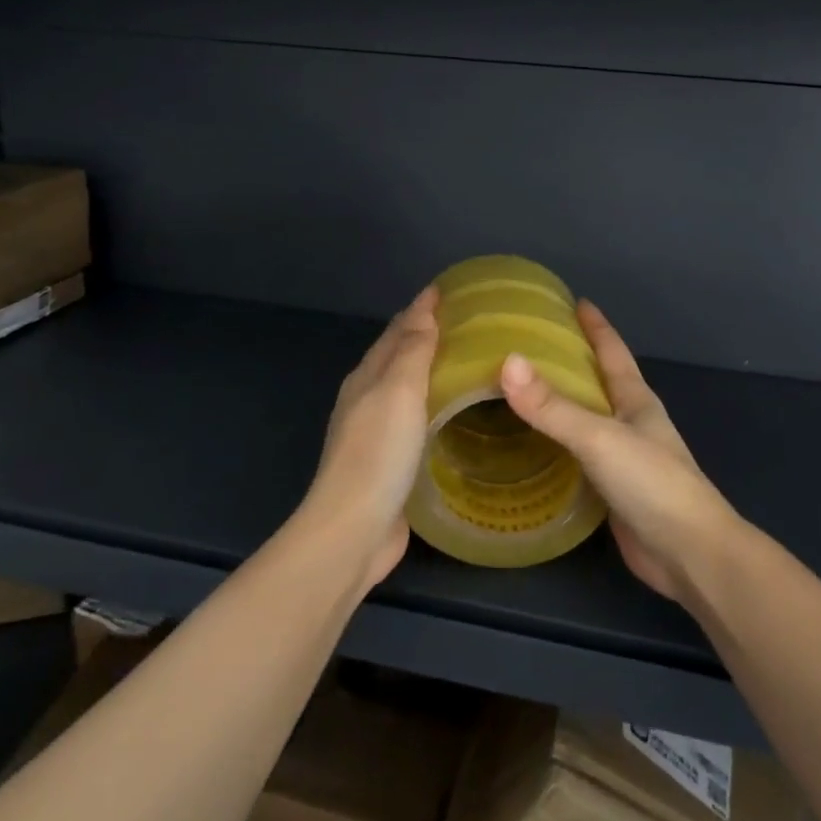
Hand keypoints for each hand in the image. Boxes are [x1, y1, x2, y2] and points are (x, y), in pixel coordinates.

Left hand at [298, 286, 438, 590]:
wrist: (353, 530)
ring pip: (407, 388)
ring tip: (467, 361)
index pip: (397, 330)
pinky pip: (416, 419)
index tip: (450, 290)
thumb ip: (412, 350)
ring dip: (430, 370)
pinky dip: (433, 404)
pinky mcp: (390, 464)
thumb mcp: (398, 391)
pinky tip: (453, 411)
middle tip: (467, 322)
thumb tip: (423, 309)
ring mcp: (376, 434)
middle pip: (398, 356)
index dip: (421, 308)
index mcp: (367, 378)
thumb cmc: (378, 453)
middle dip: (426, 334)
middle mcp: (367, 400)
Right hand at [500, 302, 739, 600]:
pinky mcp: (612, 493)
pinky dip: (556, 447)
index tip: (576, 301)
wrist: (690, 554)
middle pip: (599, 383)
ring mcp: (624, 459)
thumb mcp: (599, 437)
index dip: (596, 326)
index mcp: (636, 400)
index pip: (613, 351)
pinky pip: (578, 458)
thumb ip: (553, 406)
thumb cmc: (652, 483)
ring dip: (561, 405)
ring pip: (587, 421)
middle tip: (530, 345)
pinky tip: (530, 449)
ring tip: (520, 392)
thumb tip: (507, 361)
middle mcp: (631, 423)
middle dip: (572, 362)